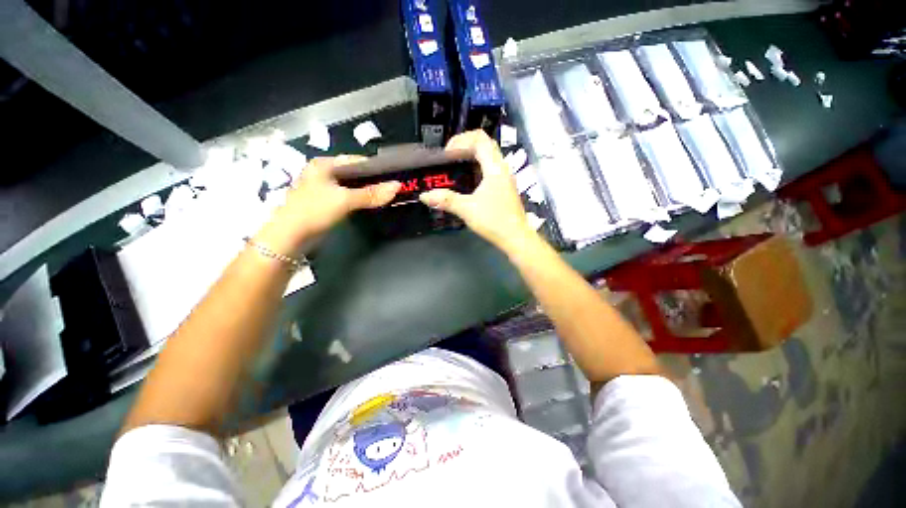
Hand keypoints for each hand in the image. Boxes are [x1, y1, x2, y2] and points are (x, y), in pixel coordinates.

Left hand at [259, 156, 399, 253]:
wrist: (290, 237)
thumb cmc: (314, 211)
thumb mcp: (344, 200)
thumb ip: (371, 194)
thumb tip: (397, 186)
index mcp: (325, 164)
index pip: (357, 160)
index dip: (376, 167)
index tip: (394, 175)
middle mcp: (324, 172)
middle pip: (355, 173)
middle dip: (373, 180)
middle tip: (393, 187)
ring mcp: (325, 188)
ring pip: (353, 186)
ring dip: (368, 191)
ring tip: (388, 195)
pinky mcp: (327, 202)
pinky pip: (349, 196)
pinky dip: (361, 199)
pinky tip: (373, 203)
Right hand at [419, 130, 533, 250]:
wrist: (516, 237)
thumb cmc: (494, 221)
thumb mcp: (467, 209)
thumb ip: (445, 200)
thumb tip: (424, 195)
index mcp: (494, 168)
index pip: (479, 139)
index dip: (461, 140)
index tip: (447, 154)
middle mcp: (502, 168)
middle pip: (485, 144)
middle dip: (465, 145)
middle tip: (449, 158)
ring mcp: (505, 177)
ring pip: (489, 156)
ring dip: (471, 156)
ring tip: (455, 167)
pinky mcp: (504, 187)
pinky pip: (490, 168)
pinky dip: (477, 167)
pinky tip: (467, 181)